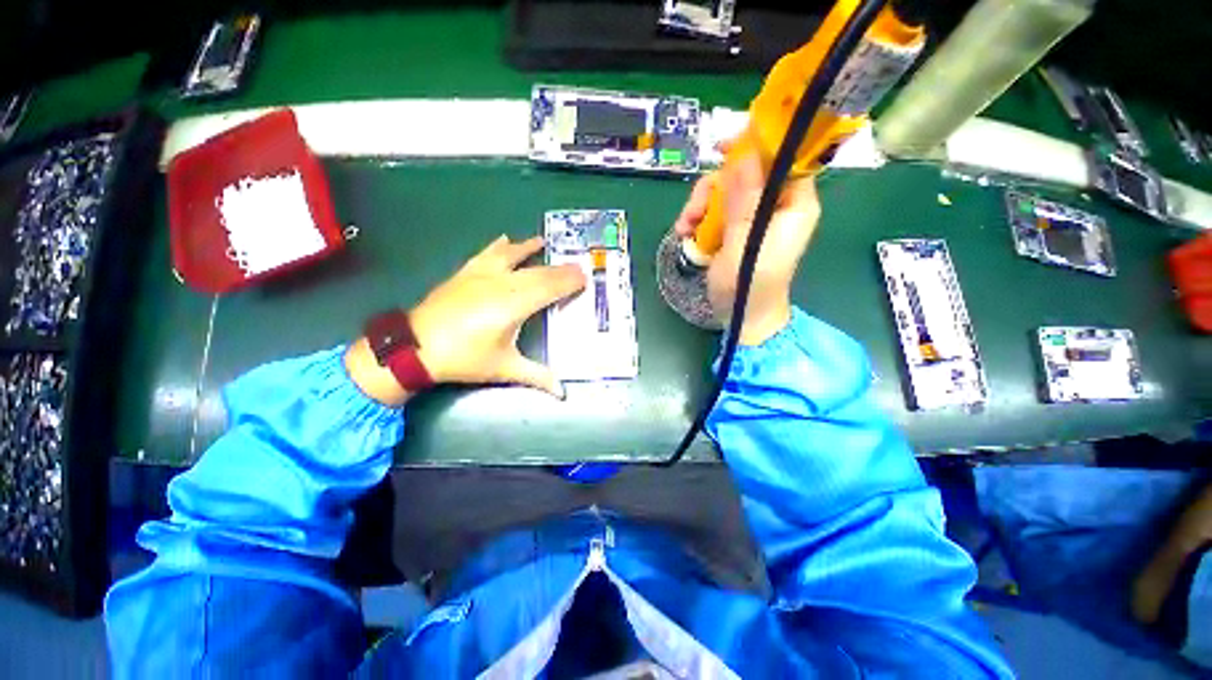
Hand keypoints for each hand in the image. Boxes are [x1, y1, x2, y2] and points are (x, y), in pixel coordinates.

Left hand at [410, 235, 585, 396]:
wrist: (415, 348)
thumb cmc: (464, 359)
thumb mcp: (504, 368)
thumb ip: (537, 376)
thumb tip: (562, 392)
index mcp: (514, 305)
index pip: (549, 288)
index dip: (568, 282)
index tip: (585, 278)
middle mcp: (501, 284)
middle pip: (537, 272)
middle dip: (559, 269)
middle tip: (576, 266)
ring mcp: (481, 275)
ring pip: (513, 258)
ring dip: (530, 249)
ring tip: (544, 242)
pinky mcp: (465, 273)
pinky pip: (486, 254)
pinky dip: (499, 246)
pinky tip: (505, 238)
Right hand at [673, 147, 819, 344]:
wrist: (741, 317)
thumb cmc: (750, 286)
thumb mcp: (745, 243)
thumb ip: (745, 201)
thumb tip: (744, 156)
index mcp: (793, 204)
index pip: (784, 159)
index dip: (758, 145)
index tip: (725, 146)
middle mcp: (775, 205)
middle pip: (746, 172)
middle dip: (715, 186)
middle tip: (696, 208)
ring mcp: (752, 217)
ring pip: (724, 190)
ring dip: (700, 205)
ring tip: (687, 227)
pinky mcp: (733, 229)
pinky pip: (714, 210)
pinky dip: (698, 218)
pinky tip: (686, 233)